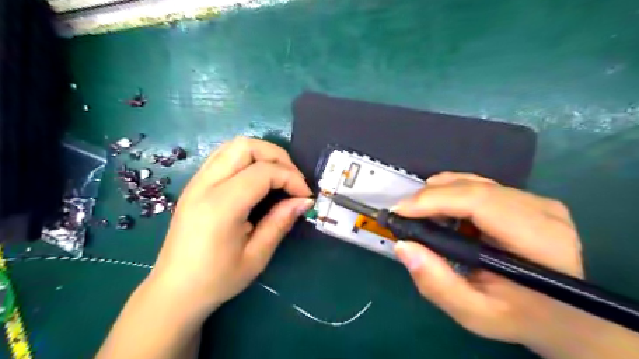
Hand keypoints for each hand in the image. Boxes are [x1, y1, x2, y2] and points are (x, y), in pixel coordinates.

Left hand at [148, 137, 312, 313]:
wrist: (174, 291)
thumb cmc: (216, 280)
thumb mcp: (256, 256)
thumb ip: (281, 222)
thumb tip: (304, 201)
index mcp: (221, 206)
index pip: (264, 172)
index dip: (291, 178)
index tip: (305, 196)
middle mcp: (205, 185)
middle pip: (246, 146)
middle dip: (278, 157)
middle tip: (292, 179)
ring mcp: (196, 181)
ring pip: (234, 146)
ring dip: (262, 154)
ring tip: (278, 176)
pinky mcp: (195, 184)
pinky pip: (224, 156)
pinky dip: (247, 158)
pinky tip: (257, 179)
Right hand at [392, 173, 581, 345]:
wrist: (565, 315)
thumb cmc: (520, 317)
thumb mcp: (475, 314)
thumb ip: (437, 284)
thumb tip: (403, 246)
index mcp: (539, 241)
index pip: (479, 202)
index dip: (435, 201)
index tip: (400, 211)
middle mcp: (542, 211)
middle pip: (474, 188)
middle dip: (430, 197)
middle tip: (404, 214)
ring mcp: (537, 200)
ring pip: (475, 182)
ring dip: (439, 193)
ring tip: (418, 212)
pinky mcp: (528, 198)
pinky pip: (481, 185)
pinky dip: (453, 192)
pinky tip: (441, 208)